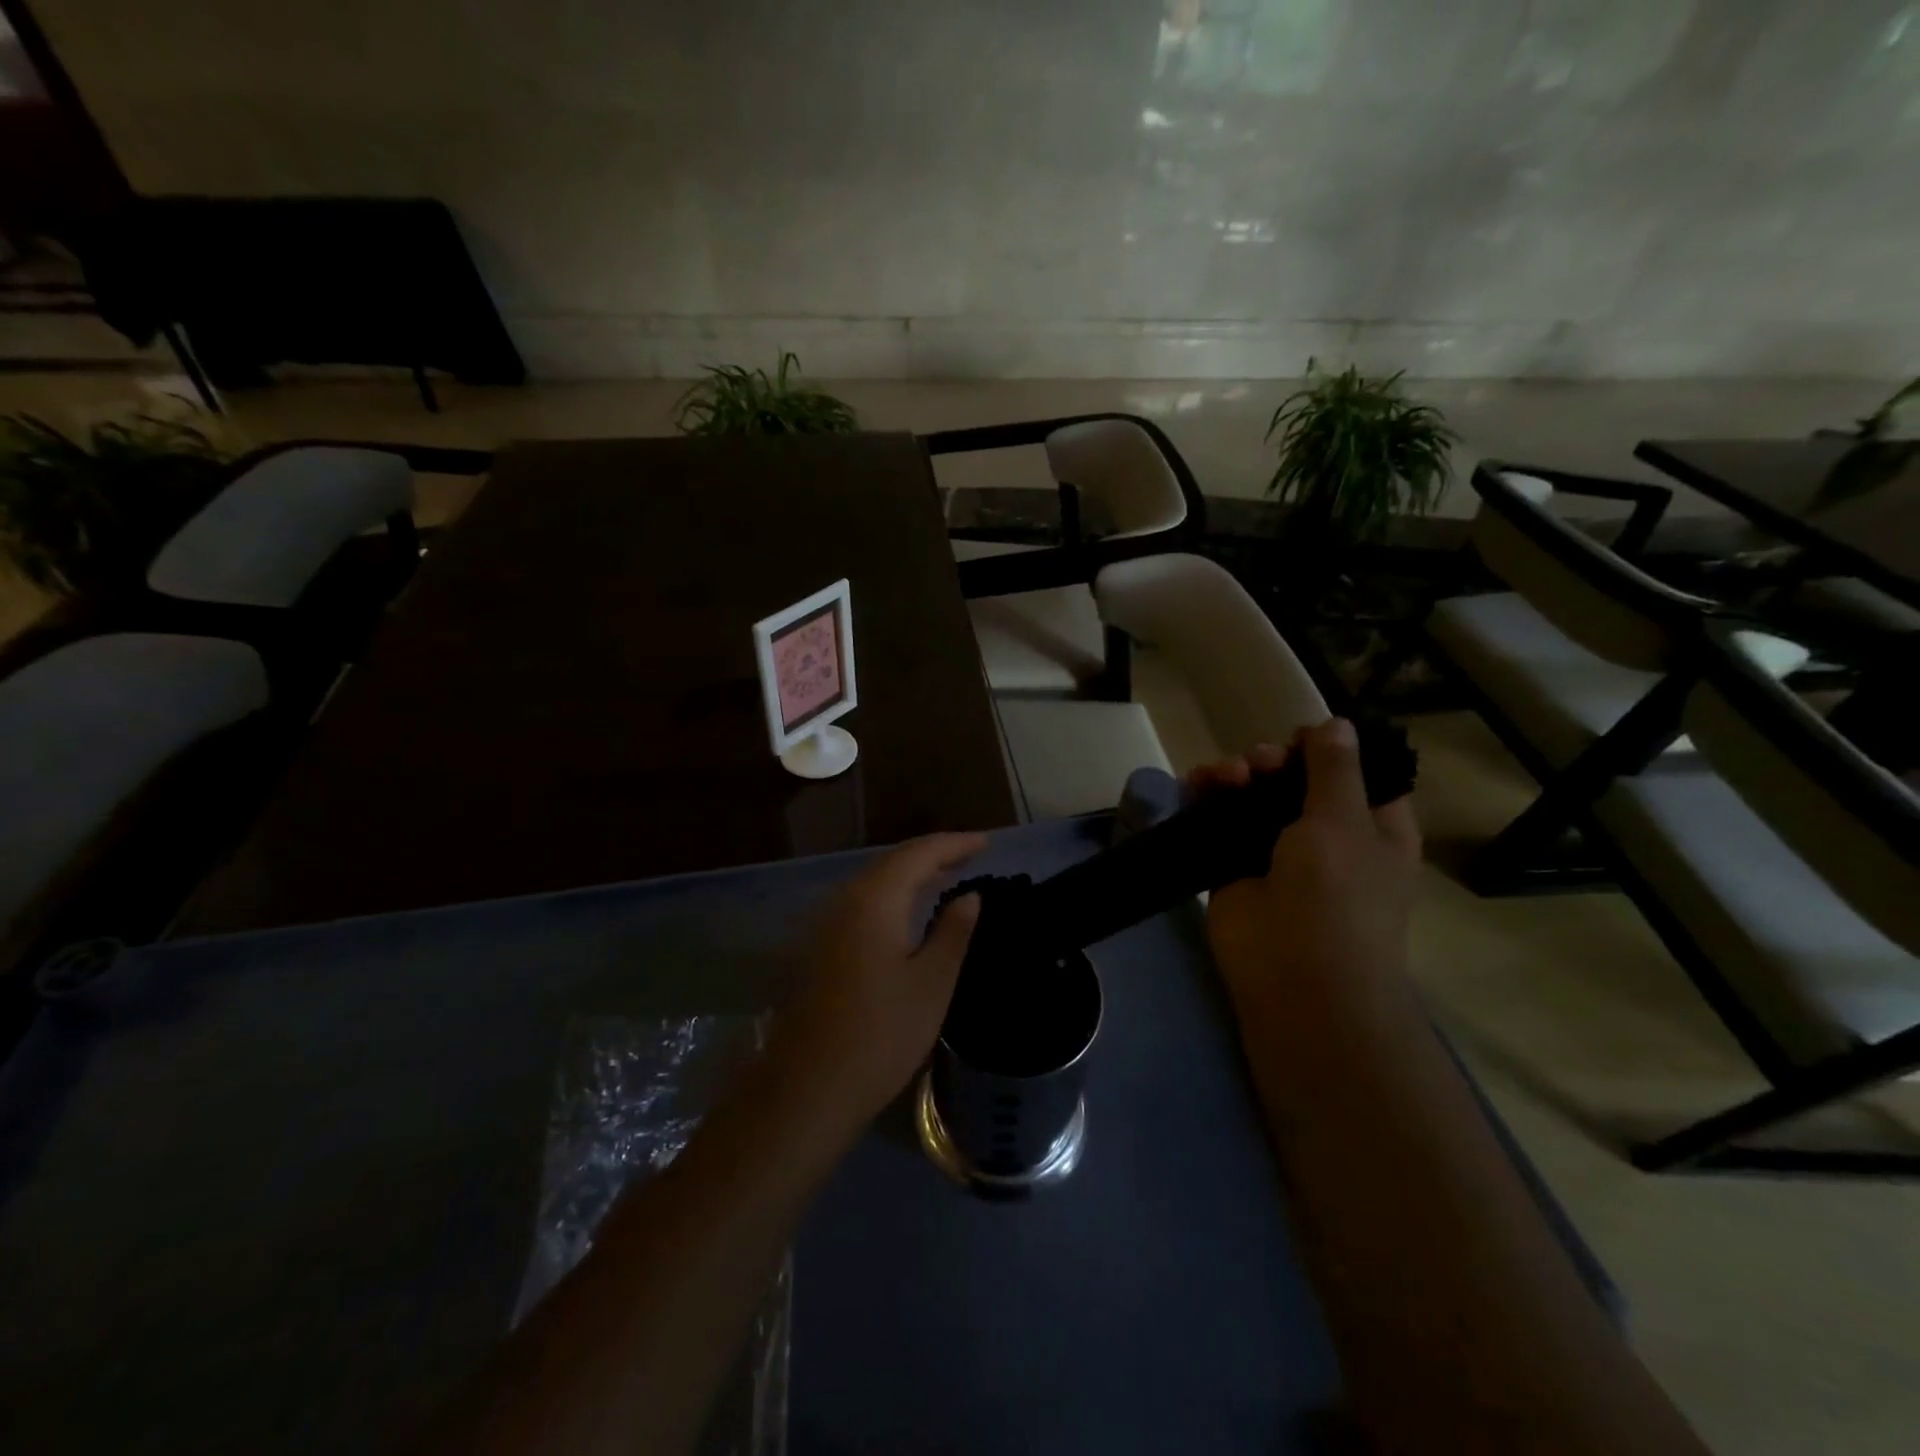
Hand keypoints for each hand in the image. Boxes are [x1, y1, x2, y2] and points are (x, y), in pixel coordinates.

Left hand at [770, 832, 985, 1127]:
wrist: (808, 1088)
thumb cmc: (881, 1034)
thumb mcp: (931, 983)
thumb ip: (953, 932)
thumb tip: (969, 897)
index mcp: (874, 900)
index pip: (919, 854)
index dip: (954, 844)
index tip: (986, 842)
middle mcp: (844, 900)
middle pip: (892, 862)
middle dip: (933, 855)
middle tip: (970, 856)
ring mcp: (825, 924)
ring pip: (874, 882)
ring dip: (911, 875)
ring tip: (946, 877)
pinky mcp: (819, 948)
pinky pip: (862, 904)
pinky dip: (892, 897)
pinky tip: (908, 913)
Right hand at [1192, 719, 1419, 1034]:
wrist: (1293, 978)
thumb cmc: (1337, 896)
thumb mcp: (1343, 822)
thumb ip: (1334, 769)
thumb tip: (1336, 723)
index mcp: (1372, 826)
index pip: (1356, 772)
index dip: (1330, 749)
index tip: (1301, 736)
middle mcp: (1326, 835)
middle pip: (1296, 778)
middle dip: (1275, 761)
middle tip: (1260, 764)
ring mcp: (1276, 851)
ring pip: (1253, 795)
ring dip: (1238, 775)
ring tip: (1226, 776)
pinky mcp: (1233, 864)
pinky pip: (1218, 819)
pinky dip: (1206, 797)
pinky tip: (1197, 783)